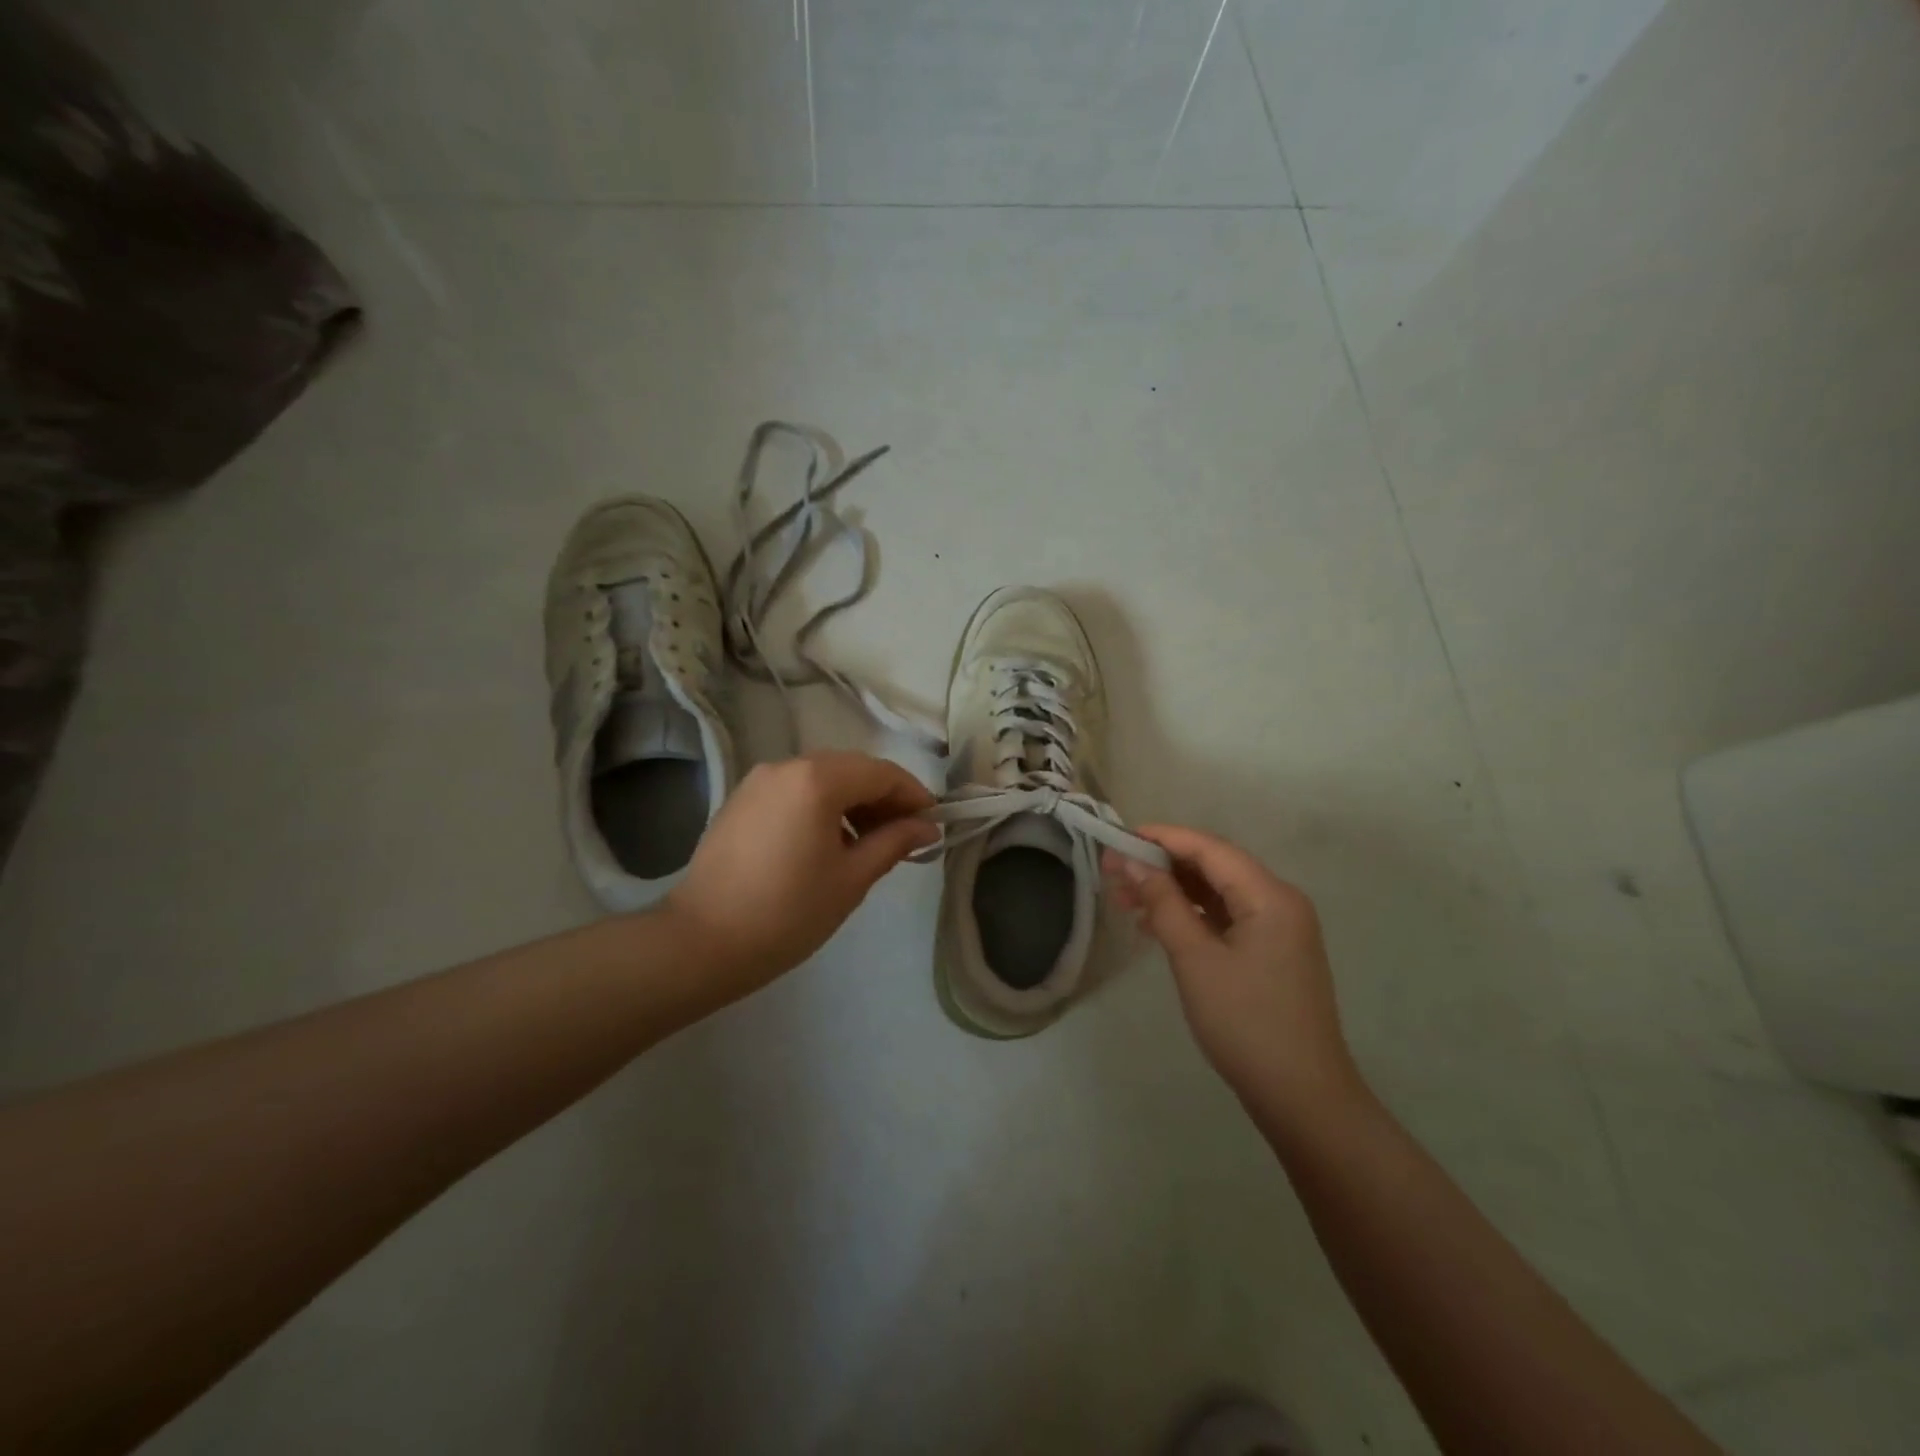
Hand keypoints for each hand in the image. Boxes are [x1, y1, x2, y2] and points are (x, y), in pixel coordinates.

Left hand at [663, 751, 938, 1007]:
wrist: (702, 942)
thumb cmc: (787, 912)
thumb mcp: (851, 878)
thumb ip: (893, 842)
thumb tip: (925, 827)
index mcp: (817, 779)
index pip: (881, 773)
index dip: (913, 794)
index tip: (934, 822)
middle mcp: (786, 766)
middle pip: (851, 769)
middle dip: (883, 797)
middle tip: (905, 834)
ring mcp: (758, 780)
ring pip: (822, 777)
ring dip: (852, 801)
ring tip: (868, 842)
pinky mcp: (741, 800)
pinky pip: (794, 790)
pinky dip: (821, 806)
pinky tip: (828, 842)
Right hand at [1105, 825, 1362, 1116]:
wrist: (1302, 1098)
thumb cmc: (1245, 1023)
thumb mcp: (1195, 959)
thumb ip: (1163, 903)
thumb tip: (1132, 861)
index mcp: (1269, 895)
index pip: (1209, 848)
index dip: (1161, 838)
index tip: (1116, 837)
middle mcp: (1279, 902)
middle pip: (1213, 867)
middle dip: (1161, 865)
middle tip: (1111, 872)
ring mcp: (1278, 929)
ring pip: (1217, 893)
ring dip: (1172, 892)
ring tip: (1123, 900)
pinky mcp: (1271, 953)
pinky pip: (1225, 918)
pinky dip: (1190, 916)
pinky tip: (1154, 926)